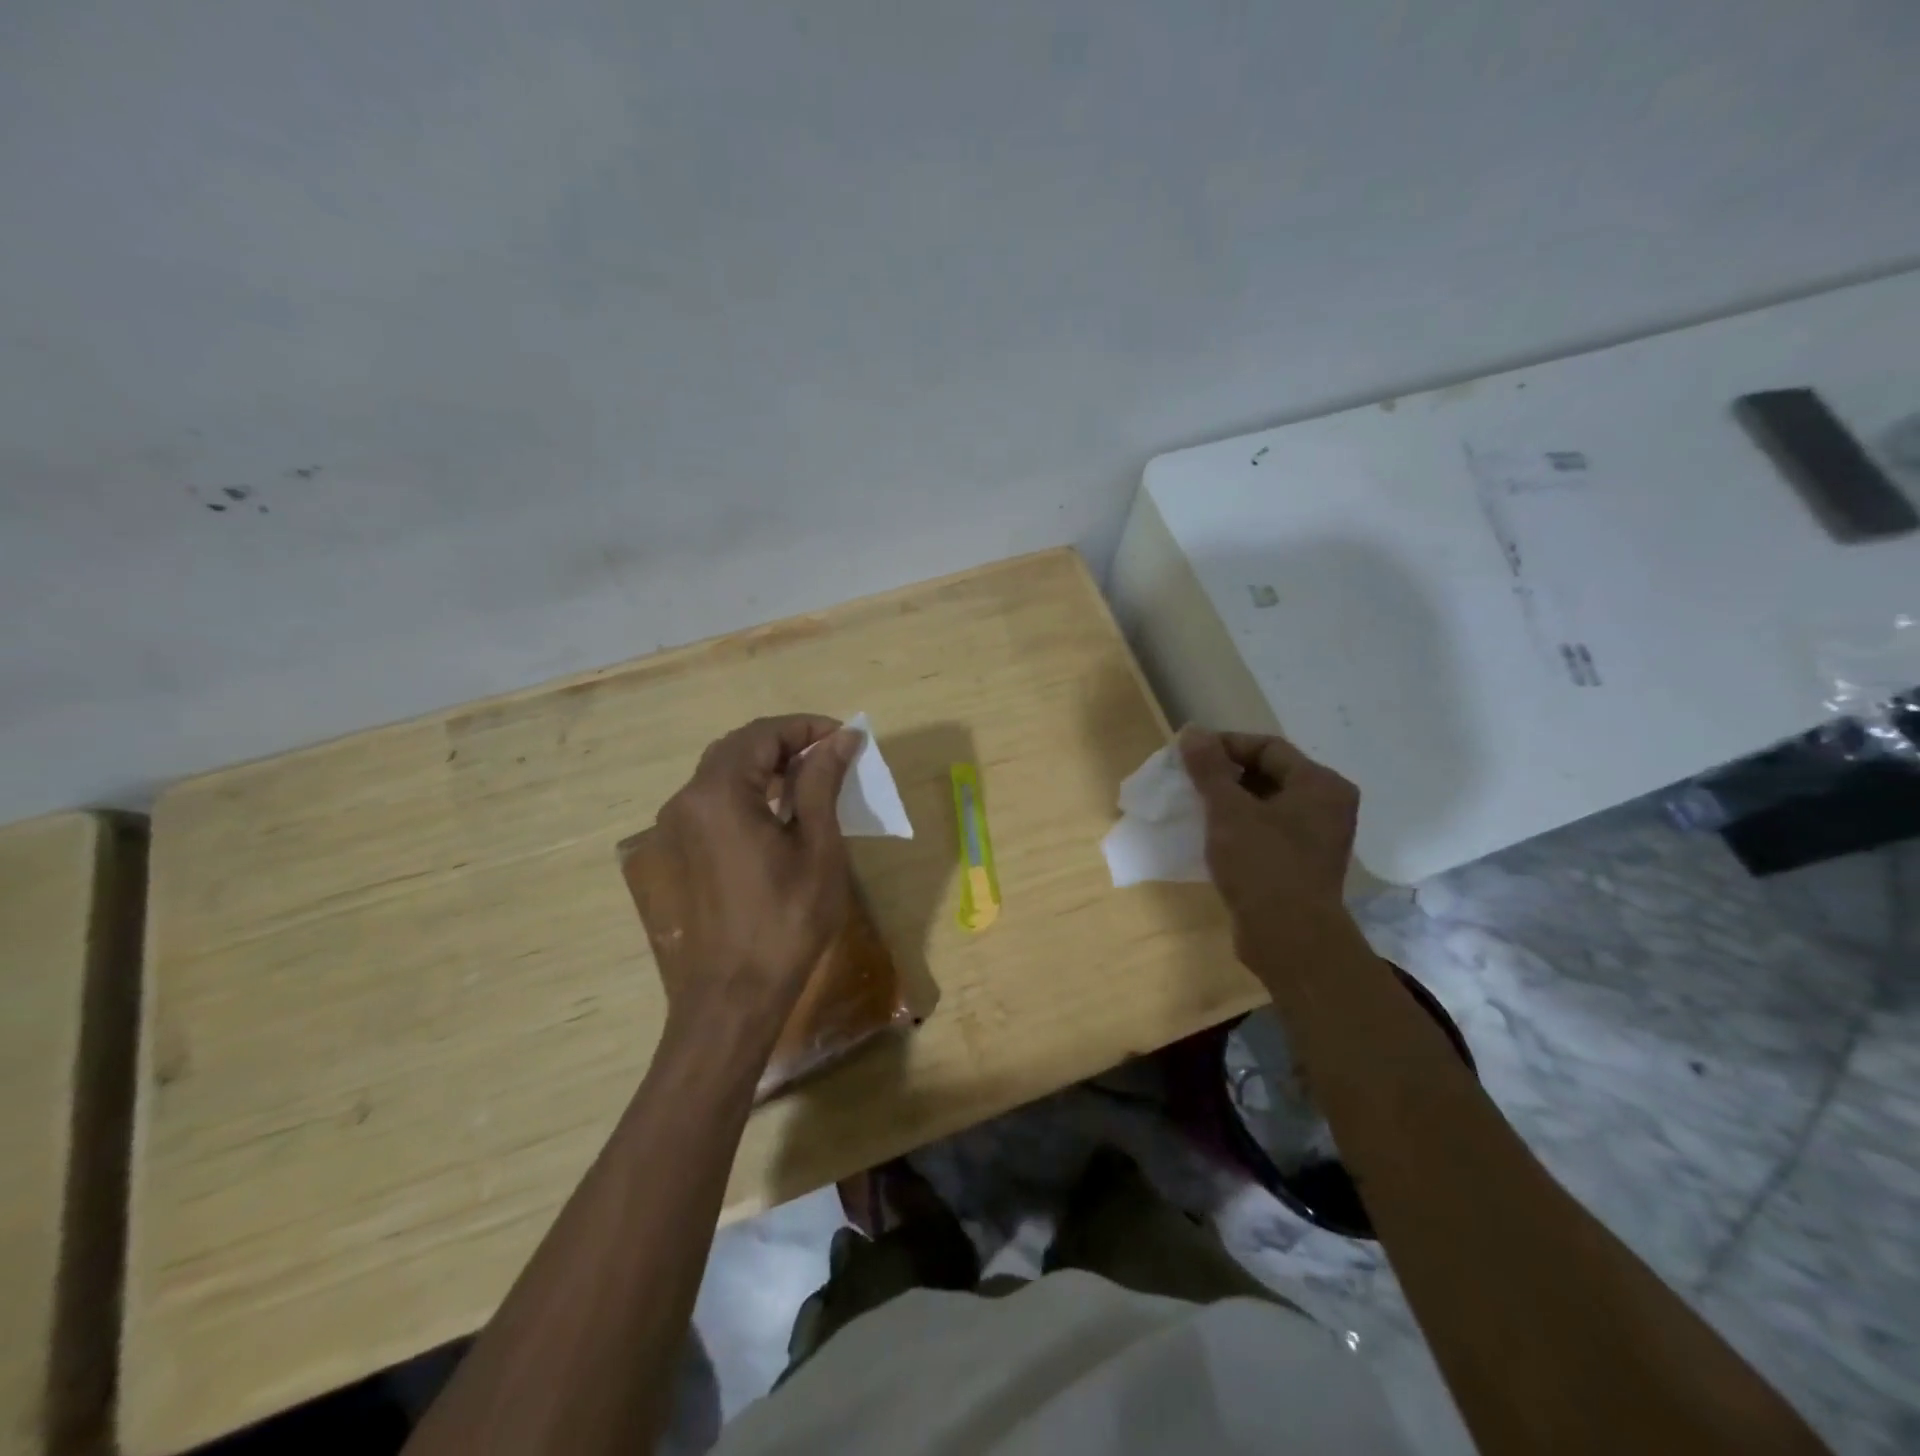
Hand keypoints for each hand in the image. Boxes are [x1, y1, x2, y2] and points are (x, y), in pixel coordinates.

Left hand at [650, 715, 860, 1025]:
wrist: (734, 993)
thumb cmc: (786, 920)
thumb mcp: (817, 846)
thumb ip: (823, 782)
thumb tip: (842, 738)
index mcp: (721, 792)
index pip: (764, 734)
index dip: (808, 727)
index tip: (847, 737)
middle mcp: (689, 799)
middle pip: (740, 746)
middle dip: (788, 741)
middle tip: (834, 754)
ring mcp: (679, 825)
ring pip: (725, 769)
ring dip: (769, 764)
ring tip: (814, 776)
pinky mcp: (682, 847)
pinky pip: (716, 797)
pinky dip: (751, 788)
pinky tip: (782, 806)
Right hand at [1178, 727, 1359, 954]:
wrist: (1289, 939)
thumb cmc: (1262, 865)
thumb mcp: (1228, 810)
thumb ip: (1209, 768)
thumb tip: (1192, 732)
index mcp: (1320, 785)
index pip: (1268, 747)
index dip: (1225, 746)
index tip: (1188, 756)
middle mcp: (1327, 806)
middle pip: (1270, 773)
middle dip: (1226, 774)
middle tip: (1189, 781)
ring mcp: (1317, 838)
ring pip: (1267, 804)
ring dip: (1231, 801)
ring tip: (1196, 806)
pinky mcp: (1303, 865)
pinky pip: (1269, 831)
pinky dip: (1242, 827)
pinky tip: (1213, 836)